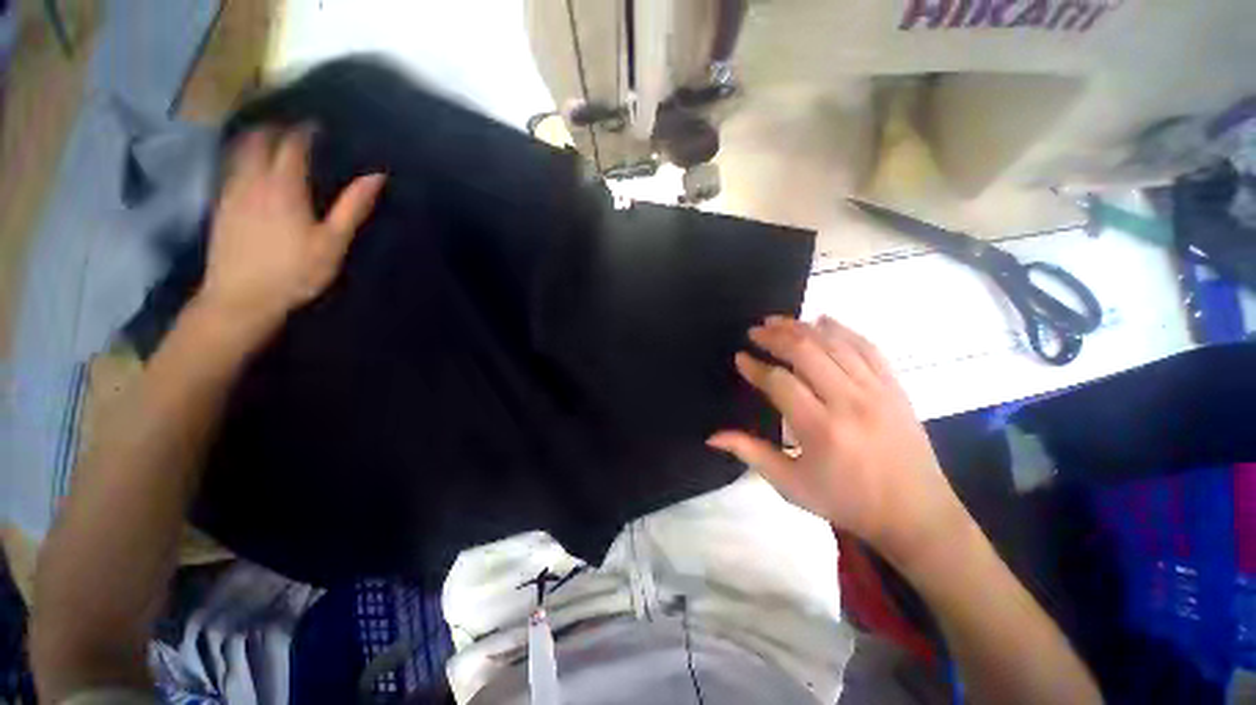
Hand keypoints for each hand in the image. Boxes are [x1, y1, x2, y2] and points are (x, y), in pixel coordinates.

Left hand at [196, 126, 385, 337]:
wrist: (242, 298)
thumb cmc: (296, 271)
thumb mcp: (333, 242)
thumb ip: (353, 207)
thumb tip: (376, 177)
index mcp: (283, 187)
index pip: (292, 145)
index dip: (304, 131)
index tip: (317, 126)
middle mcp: (252, 181)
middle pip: (258, 141)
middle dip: (275, 129)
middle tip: (291, 129)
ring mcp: (231, 193)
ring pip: (238, 152)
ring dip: (254, 140)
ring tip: (268, 140)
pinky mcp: (220, 207)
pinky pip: (228, 170)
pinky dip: (240, 159)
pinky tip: (248, 168)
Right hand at [708, 316, 965, 562]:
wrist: (915, 515)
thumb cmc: (845, 501)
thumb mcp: (790, 484)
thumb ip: (750, 453)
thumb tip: (712, 436)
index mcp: (820, 429)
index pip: (779, 382)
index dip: (755, 367)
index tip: (739, 357)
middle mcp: (849, 402)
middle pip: (806, 352)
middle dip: (775, 337)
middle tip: (754, 331)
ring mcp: (877, 391)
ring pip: (834, 344)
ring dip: (802, 327)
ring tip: (778, 321)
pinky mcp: (895, 387)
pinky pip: (867, 347)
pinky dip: (843, 329)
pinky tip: (823, 319)